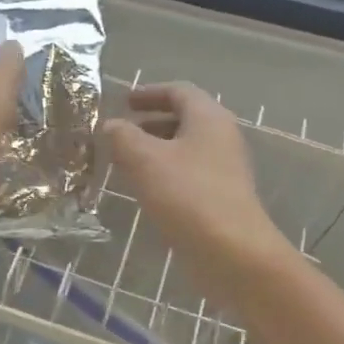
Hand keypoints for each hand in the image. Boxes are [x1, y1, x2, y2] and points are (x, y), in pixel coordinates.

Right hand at [103, 83, 291, 295]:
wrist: (232, 252)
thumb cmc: (187, 195)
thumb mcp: (144, 159)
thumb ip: (122, 136)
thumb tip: (111, 125)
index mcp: (208, 118)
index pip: (179, 91)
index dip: (149, 92)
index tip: (123, 101)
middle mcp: (222, 137)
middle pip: (184, 118)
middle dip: (150, 123)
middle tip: (120, 132)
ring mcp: (225, 169)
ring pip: (186, 148)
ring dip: (155, 150)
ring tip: (125, 162)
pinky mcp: (222, 197)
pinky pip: (189, 173)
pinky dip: (165, 173)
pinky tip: (145, 190)